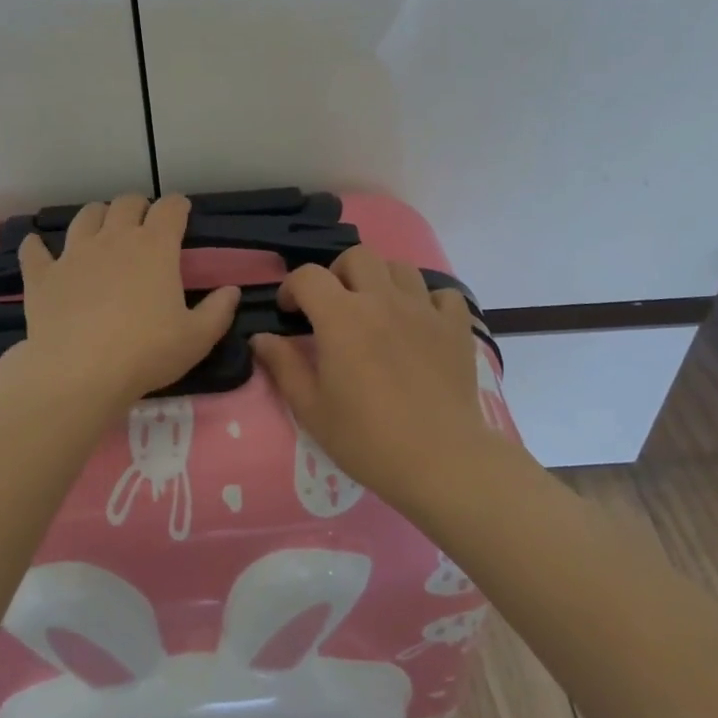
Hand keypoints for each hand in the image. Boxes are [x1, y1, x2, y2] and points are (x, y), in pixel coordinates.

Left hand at [11, 193, 239, 412]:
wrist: (79, 373)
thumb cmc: (146, 352)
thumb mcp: (197, 338)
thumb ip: (218, 311)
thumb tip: (232, 290)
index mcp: (155, 247)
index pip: (171, 208)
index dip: (178, 206)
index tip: (182, 213)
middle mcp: (114, 239)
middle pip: (126, 203)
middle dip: (138, 206)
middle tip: (144, 223)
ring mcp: (74, 254)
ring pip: (85, 216)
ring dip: (97, 216)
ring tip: (101, 229)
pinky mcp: (43, 275)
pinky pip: (35, 250)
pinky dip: (38, 246)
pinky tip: (39, 249)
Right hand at [250, 247, 498, 514]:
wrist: (440, 461)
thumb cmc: (367, 439)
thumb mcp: (312, 408)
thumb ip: (283, 366)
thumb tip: (261, 338)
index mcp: (342, 317)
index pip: (308, 276)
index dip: (292, 287)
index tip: (290, 312)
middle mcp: (382, 300)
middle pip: (357, 256)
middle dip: (337, 273)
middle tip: (334, 306)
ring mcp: (424, 309)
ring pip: (400, 268)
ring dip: (381, 281)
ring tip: (377, 311)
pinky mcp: (455, 326)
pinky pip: (443, 294)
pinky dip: (429, 301)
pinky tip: (420, 324)